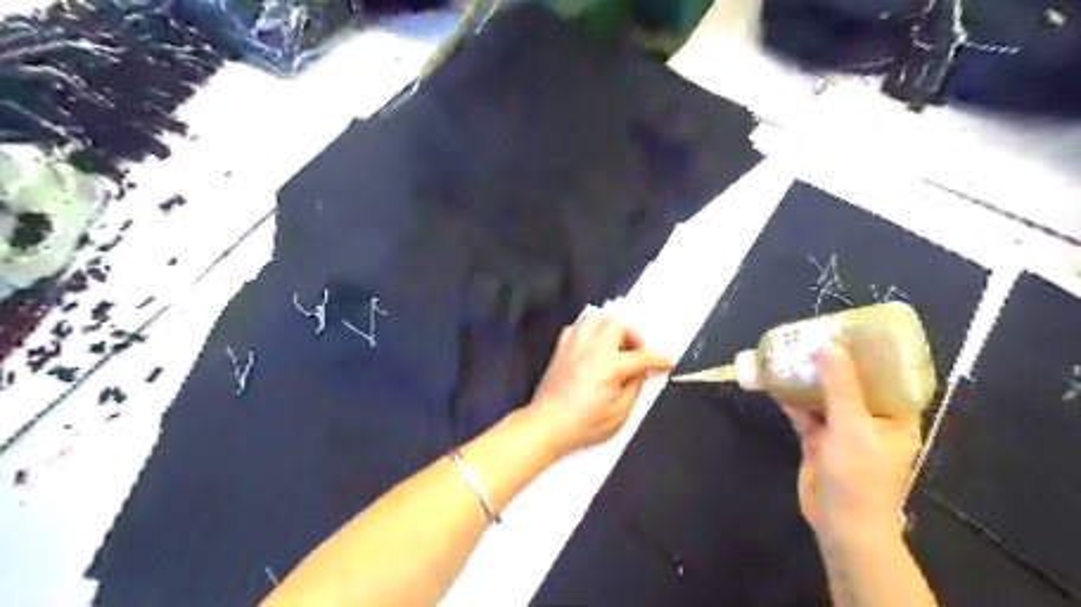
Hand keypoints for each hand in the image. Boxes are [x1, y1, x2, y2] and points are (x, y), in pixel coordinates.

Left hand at [529, 312, 672, 459]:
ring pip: (596, 318)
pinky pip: (577, 327)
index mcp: (610, 364)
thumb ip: (635, 388)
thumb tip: (641, 373)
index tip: (666, 362)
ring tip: (615, 345)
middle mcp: (592, 347)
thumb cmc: (585, 423)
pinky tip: (593, 346)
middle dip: (632, 335)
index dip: (657, 360)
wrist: (548, 424)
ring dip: (610, 328)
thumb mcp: (620, 413)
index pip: (641, 357)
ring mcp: (574, 344)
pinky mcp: (561, 348)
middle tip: (636, 353)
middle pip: (618, 325)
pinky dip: (589, 331)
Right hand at [783, 345, 923, 543]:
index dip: (872, 353)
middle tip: (814, 336)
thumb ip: (840, 385)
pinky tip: (776, 381)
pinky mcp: (819, 440)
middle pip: (852, 383)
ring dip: (808, 379)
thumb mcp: (852, 426)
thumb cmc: (860, 476)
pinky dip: (791, 399)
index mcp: (895, 417)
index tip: (852, 331)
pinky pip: (805, 413)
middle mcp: (871, 420)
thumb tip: (829, 346)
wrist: (840, 523)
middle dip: (832, 362)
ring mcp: (843, 431)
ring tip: (792, 353)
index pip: (889, 377)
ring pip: (825, 396)